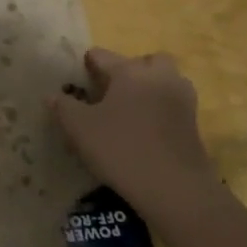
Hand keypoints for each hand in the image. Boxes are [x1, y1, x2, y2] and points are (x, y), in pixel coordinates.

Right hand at [50, 50, 219, 219]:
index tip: (78, 79)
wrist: (175, 190)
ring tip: (129, 110)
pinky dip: (160, 111)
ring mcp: (182, 101)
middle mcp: (159, 78)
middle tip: (112, 90)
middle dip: (130, 70)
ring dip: (150, 88)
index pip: (103, 56)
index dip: (87, 65)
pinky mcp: (194, 126)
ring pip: (165, 81)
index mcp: (130, 72)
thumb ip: (63, 107)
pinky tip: (144, 131)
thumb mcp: (79, 128)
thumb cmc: (121, 149)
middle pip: (146, 61)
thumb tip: (52, 95)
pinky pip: (172, 106)